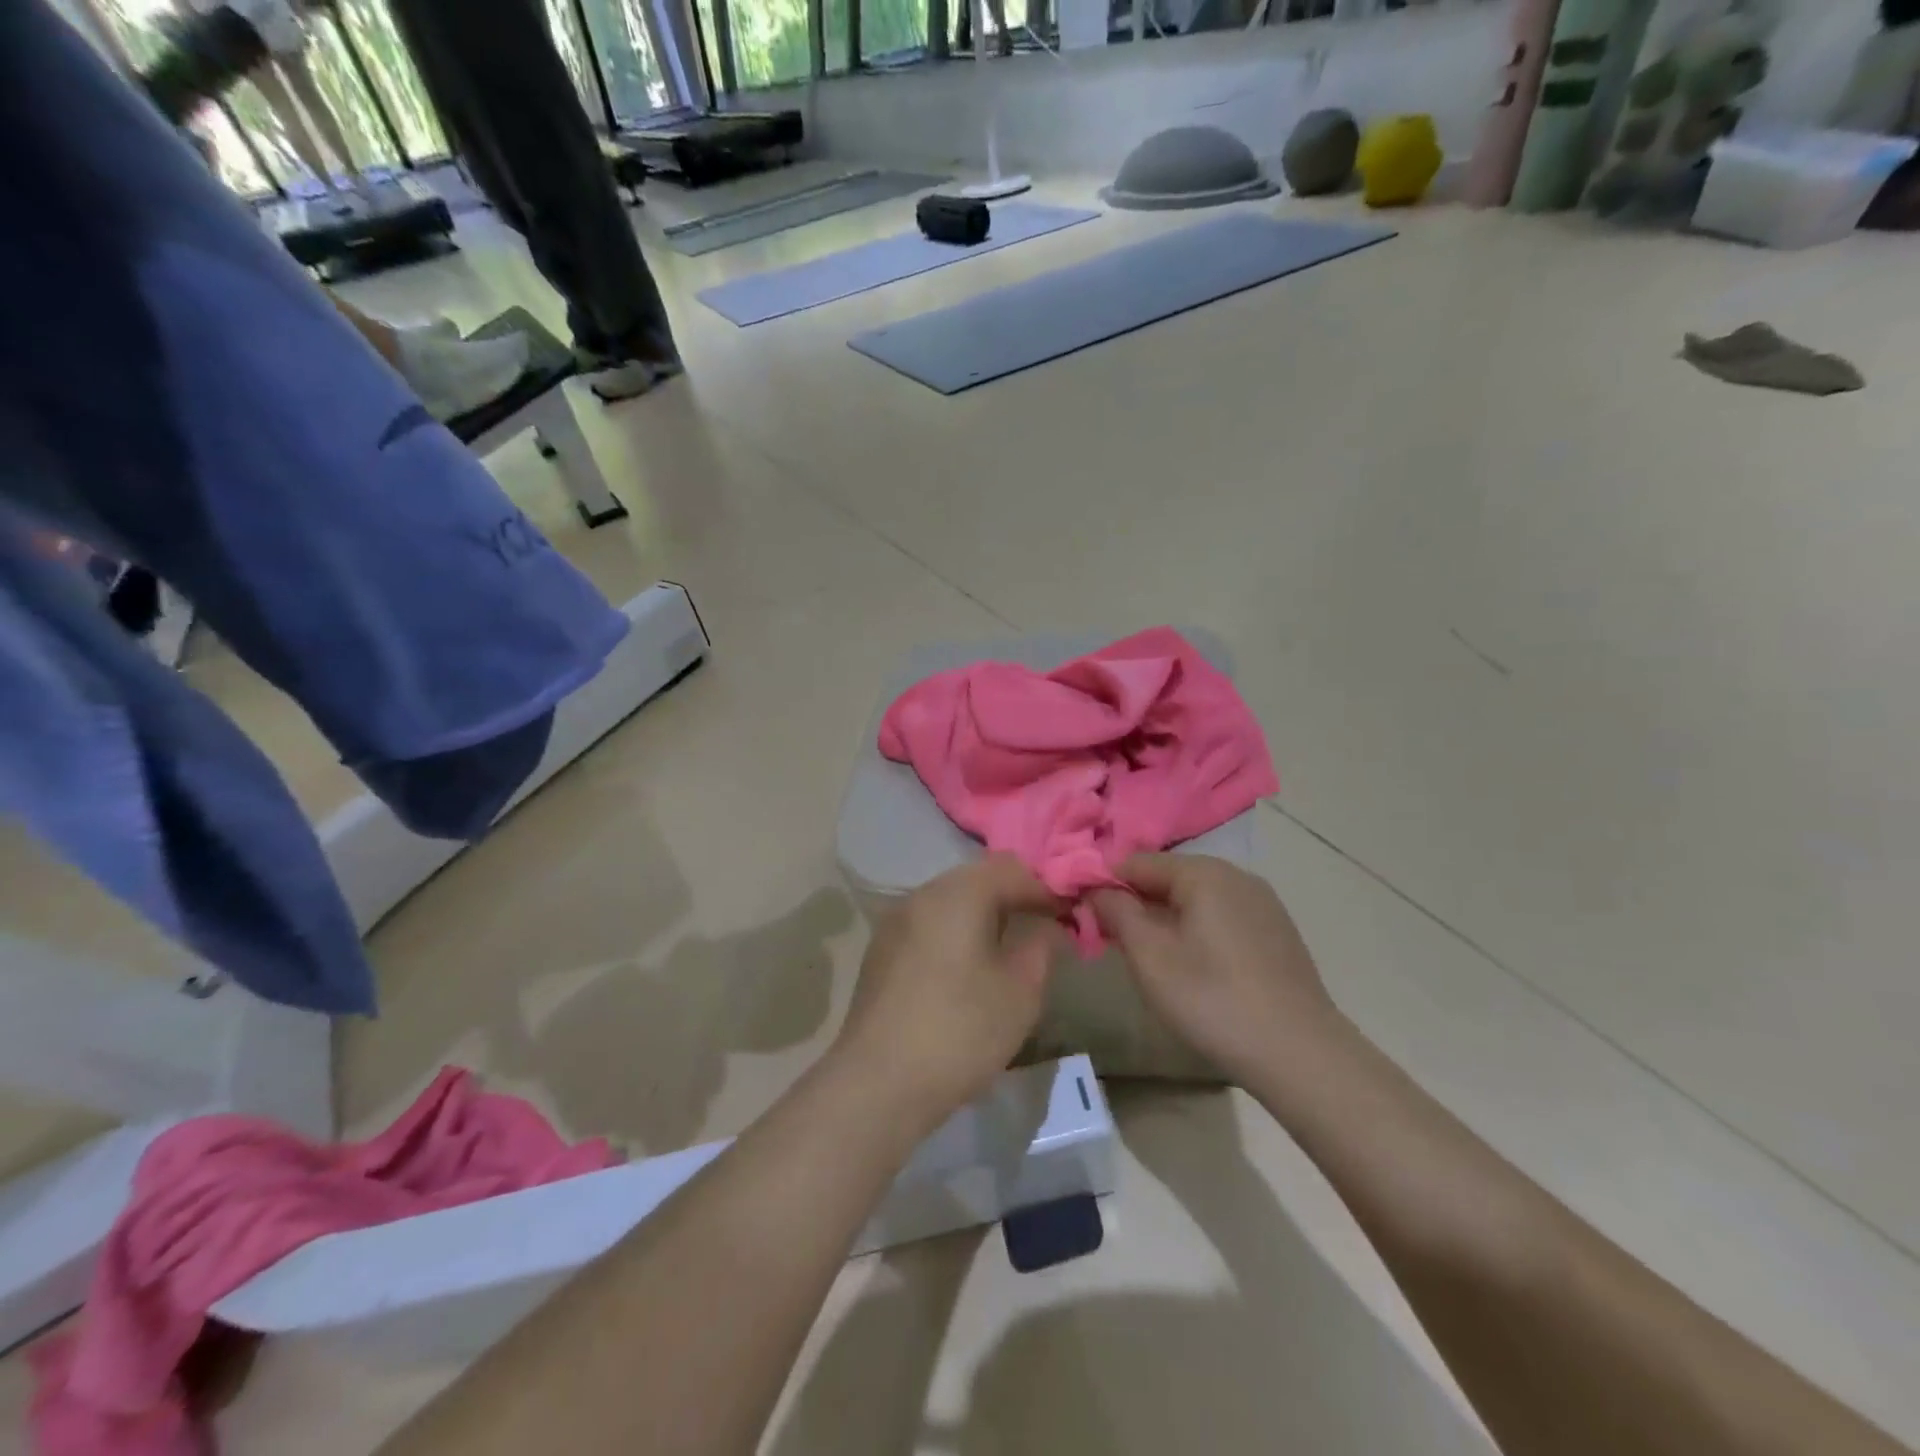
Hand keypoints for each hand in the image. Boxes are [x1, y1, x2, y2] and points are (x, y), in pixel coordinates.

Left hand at [835, 856, 1064, 1129]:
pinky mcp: (880, 951)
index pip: (1012, 868)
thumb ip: (1041, 947)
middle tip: (1043, 930)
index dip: (1046, 888)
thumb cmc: (960, 1031)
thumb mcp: (1020, 992)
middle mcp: (921, 894)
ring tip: (1009, 951)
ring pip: (950, 902)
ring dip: (983, 916)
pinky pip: (929, 926)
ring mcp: (895, 922)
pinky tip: (967, 971)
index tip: (1070, 916)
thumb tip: (1047, 926)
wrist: (877, 1084)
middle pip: (977, 879)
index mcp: (957, 893)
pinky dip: (955, 934)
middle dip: (1014, 898)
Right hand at [1090, 854, 1343, 1087]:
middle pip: (1168, 877)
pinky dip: (1197, 931)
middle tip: (1114, 943)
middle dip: (1136, 904)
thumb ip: (1117, 913)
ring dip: (1166, 919)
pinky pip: (1221, 916)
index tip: (1084, 916)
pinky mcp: (1276, 931)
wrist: (1301, 1054)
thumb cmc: (1213, 1000)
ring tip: (1152, 960)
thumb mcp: (1150, 957)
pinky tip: (1196, 969)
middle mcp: (1235, 875)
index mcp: (1203, 872)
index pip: (1136, 862)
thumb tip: (1096, 888)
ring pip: (1195, 898)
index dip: (1105, 886)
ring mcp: (1262, 903)